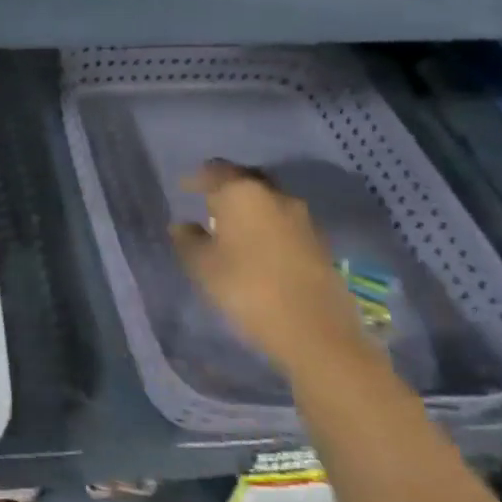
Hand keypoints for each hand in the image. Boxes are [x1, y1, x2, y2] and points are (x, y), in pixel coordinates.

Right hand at [170, 159, 371, 376]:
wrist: (316, 332)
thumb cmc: (247, 288)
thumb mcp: (202, 266)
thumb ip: (187, 240)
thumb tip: (182, 225)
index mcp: (242, 192)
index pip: (214, 170)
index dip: (196, 179)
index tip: (183, 189)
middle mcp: (274, 195)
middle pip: (245, 181)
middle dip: (226, 189)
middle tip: (208, 205)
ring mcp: (302, 218)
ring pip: (267, 202)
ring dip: (249, 210)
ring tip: (232, 229)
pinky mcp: (319, 243)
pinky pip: (284, 224)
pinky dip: (267, 228)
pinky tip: (257, 248)